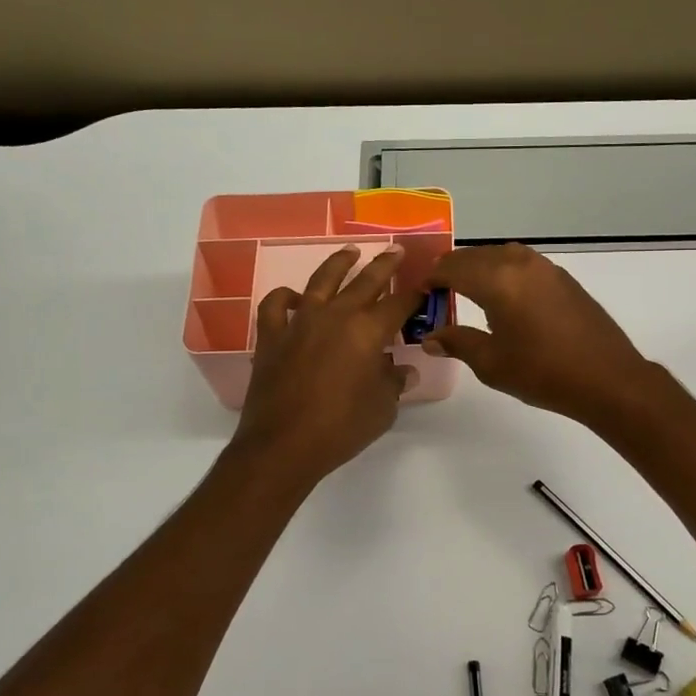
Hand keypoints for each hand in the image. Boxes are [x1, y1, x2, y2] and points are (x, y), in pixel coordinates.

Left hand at [232, 246, 420, 484]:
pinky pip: (276, 305)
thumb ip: (394, 383)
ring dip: (339, 264)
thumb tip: (403, 370)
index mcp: (368, 331)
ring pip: (322, 281)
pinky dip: (286, 297)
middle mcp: (336, 316)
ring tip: (351, 252)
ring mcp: (300, 322)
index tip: (424, 287)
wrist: (283, 446)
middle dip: (385, 265)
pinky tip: (295, 297)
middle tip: (396, 250)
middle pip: (365, 281)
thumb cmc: (342, 428)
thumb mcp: (383, 408)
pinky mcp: (271, 336)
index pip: (399, 304)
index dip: (414, 295)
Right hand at [423, 244, 658, 427]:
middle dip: (452, 269)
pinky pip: (522, 263)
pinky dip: (503, 271)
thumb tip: (431, 337)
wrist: (608, 378)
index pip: (452, 267)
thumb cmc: (544, 373)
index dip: (432, 277)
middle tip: (438, 292)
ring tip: (468, 291)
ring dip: (479, 267)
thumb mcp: (492, 363)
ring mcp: (546, 268)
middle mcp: (520, 263)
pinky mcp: (563, 278)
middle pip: (475, 256)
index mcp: (498, 280)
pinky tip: (503, 297)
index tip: (419, 291)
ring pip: (500, 255)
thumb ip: (458, 342)